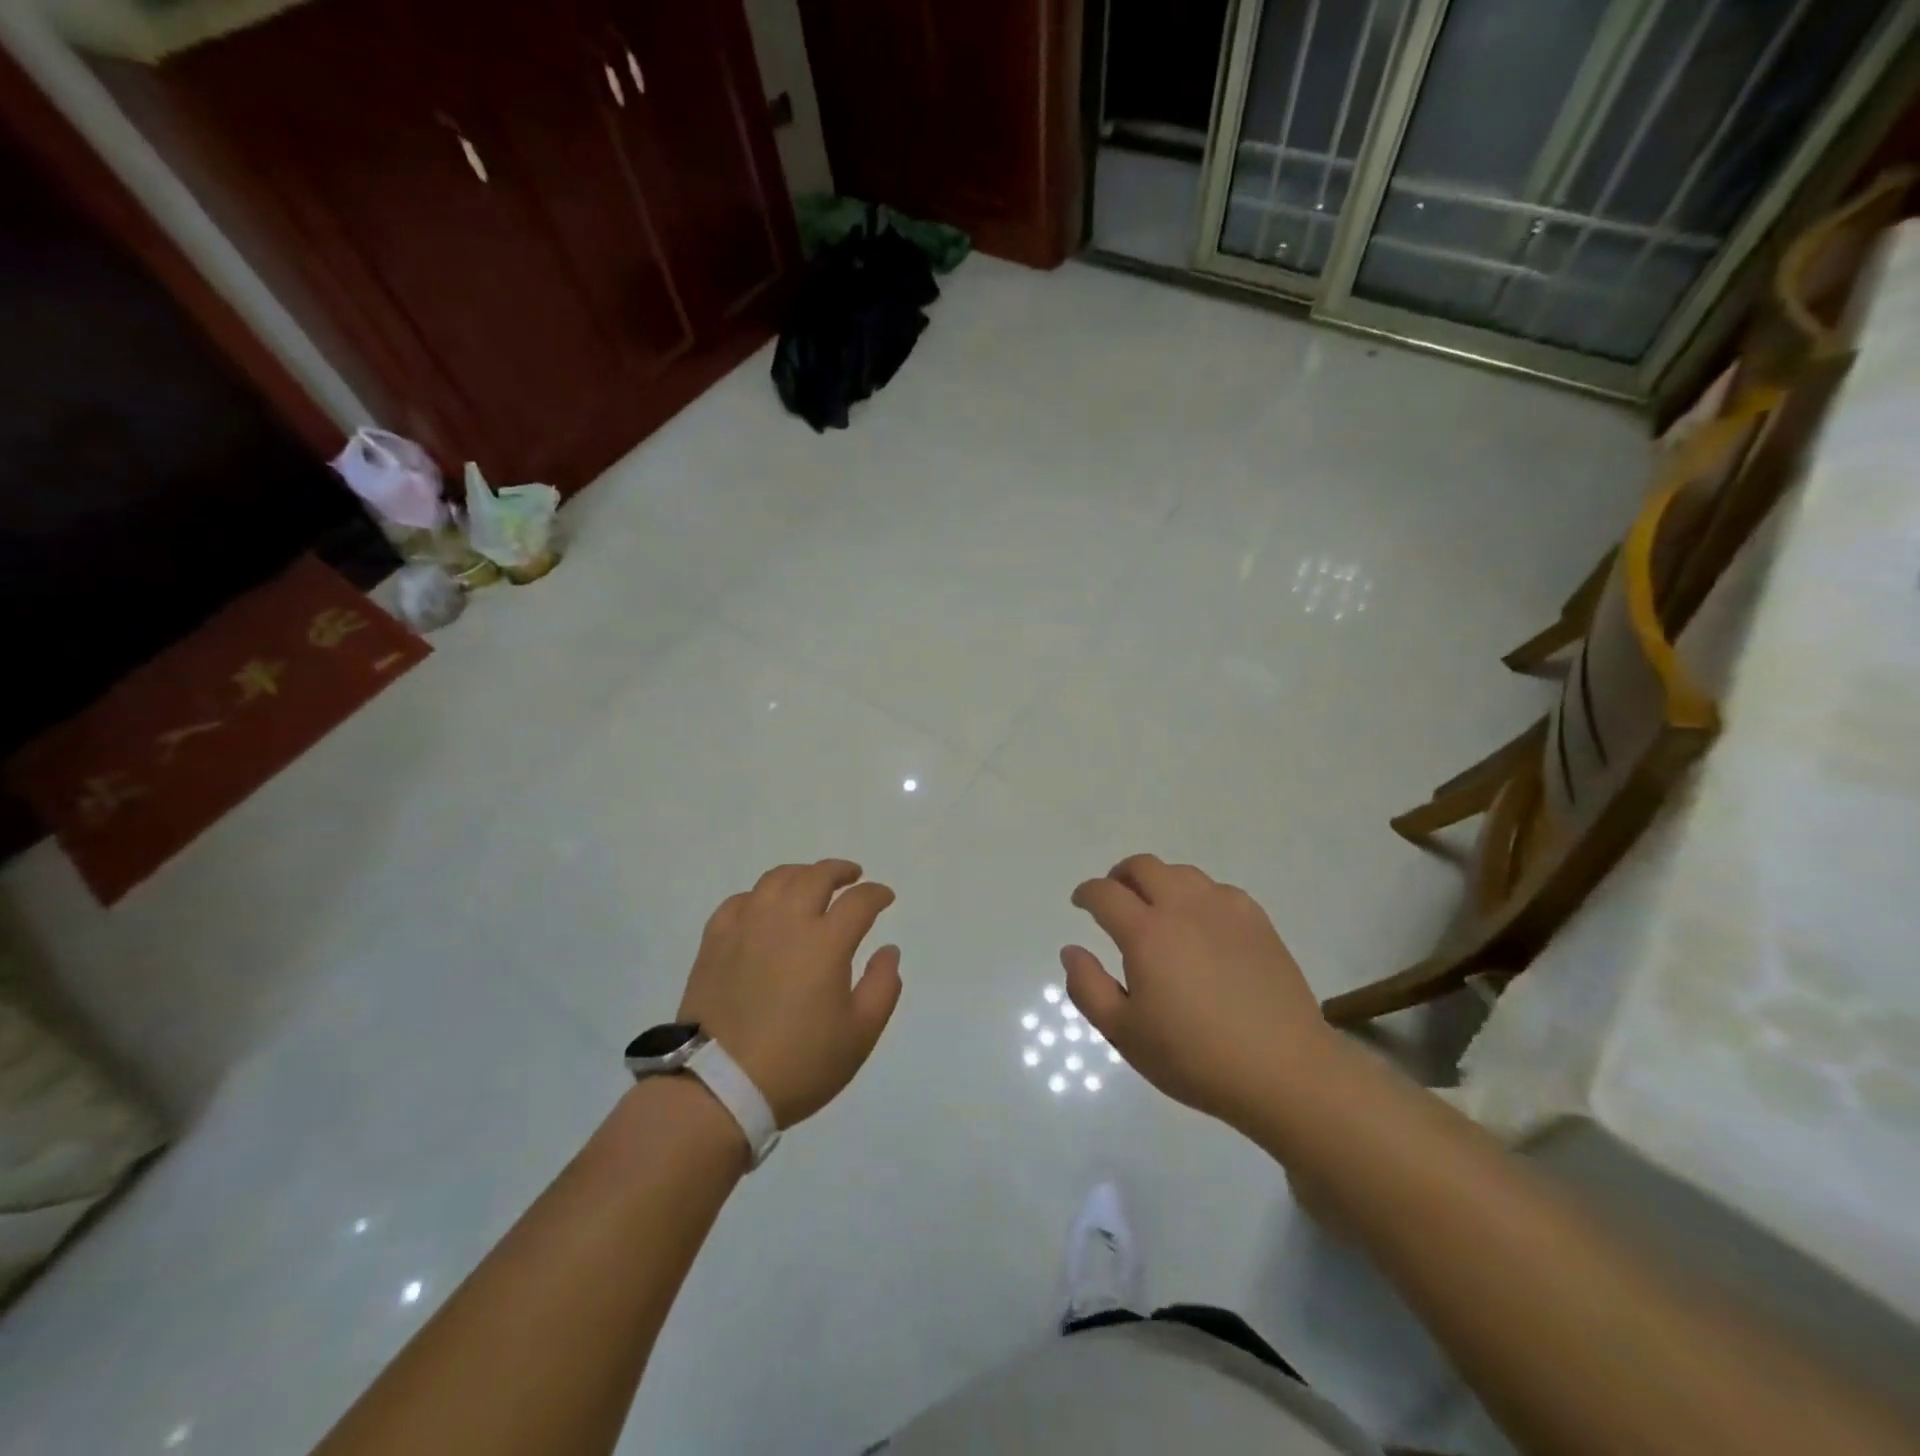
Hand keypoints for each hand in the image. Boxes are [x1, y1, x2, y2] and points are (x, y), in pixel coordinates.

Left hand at [678, 860, 901, 1128]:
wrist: (718, 1089)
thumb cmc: (799, 1064)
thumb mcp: (860, 1035)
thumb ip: (883, 986)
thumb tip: (888, 950)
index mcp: (825, 942)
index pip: (859, 901)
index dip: (877, 894)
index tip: (885, 898)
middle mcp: (786, 921)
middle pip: (816, 877)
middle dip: (840, 871)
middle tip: (852, 876)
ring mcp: (746, 927)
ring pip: (776, 879)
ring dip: (801, 874)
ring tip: (810, 883)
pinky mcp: (714, 941)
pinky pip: (739, 901)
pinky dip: (759, 896)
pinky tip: (764, 908)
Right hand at [1062, 855, 1335, 1130]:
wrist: (1283, 1070)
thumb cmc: (1194, 1057)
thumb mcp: (1124, 1033)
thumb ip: (1088, 988)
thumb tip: (1072, 950)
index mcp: (1146, 933)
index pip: (1105, 893)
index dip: (1086, 893)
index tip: (1080, 903)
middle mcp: (1183, 908)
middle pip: (1144, 867)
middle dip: (1120, 876)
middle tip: (1115, 898)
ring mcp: (1225, 910)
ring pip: (1182, 873)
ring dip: (1159, 882)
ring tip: (1157, 909)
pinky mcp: (1257, 921)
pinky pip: (1218, 890)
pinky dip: (1198, 896)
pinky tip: (1202, 923)